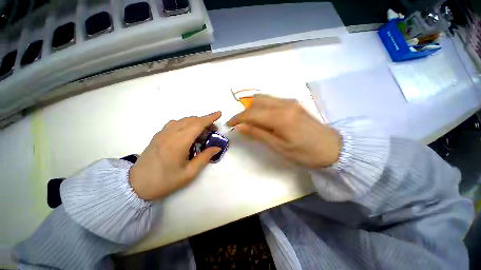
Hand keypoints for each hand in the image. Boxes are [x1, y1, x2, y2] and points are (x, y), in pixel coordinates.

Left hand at [129, 112, 221, 200]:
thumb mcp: (189, 173)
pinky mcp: (158, 135)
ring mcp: (162, 133)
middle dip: (205, 121)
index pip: (197, 124)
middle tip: (214, 129)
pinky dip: (185, 123)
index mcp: (179, 143)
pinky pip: (175, 123)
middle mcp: (170, 134)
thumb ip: (205, 157)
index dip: (209, 118)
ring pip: (183, 120)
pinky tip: (188, 132)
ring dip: (195, 122)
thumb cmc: (165, 181)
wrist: (137, 185)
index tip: (219, 113)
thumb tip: (217, 147)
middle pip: (191, 120)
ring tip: (202, 131)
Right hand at [227, 95, 341, 168]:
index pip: (251, 113)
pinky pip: (272, 100)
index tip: (229, 124)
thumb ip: (258, 134)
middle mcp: (284, 104)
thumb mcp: (279, 147)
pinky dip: (262, 107)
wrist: (333, 148)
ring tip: (252, 122)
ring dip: (253, 108)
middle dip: (245, 112)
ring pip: (263, 98)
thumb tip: (240, 127)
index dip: (237, 118)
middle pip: (256, 101)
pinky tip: (265, 118)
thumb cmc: (305, 153)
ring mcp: (290, 101)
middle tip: (242, 125)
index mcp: (280, 117)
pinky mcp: (294, 103)